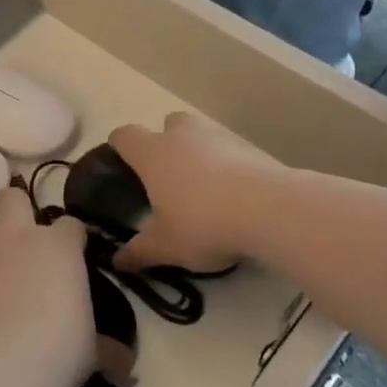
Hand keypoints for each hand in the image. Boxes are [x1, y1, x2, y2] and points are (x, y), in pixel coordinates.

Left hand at [0, 187, 93, 386]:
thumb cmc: (55, 349)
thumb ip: (106, 347)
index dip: (73, 238)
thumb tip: (124, 362)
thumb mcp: (90, 350)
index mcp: (58, 246)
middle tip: (23, 240)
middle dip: (17, 211)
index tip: (74, 255)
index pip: (71, 224)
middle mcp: (17, 236)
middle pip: (12, 198)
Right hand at [109, 113, 284, 272]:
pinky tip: (234, 194)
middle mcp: (182, 136)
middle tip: (168, 176)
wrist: (270, 210)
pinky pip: (230, 150)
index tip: (121, 163)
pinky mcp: (251, 147)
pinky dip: (228, 165)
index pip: (124, 136)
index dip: (119, 146)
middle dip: (166, 142)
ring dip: (199, 151)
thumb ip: (139, 252)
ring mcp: (219, 136)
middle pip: (167, 124)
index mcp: (153, 153)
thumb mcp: (165, 246)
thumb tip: (117, 262)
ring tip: (204, 187)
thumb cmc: (203, 222)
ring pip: (201, 134)